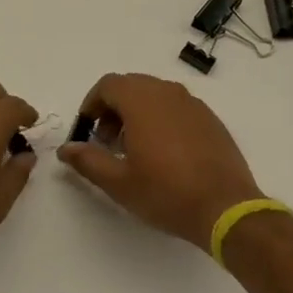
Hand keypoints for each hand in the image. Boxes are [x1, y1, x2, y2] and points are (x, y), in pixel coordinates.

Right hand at [57, 73, 261, 249]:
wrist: (225, 207)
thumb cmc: (166, 193)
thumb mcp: (119, 182)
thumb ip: (88, 160)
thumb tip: (66, 149)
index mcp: (142, 101)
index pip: (108, 84)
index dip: (92, 103)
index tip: (88, 129)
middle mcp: (167, 92)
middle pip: (131, 85)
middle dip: (113, 107)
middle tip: (108, 140)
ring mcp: (193, 103)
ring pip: (155, 94)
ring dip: (137, 111)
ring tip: (134, 147)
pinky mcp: (210, 118)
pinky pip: (177, 107)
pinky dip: (162, 118)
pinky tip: (164, 152)